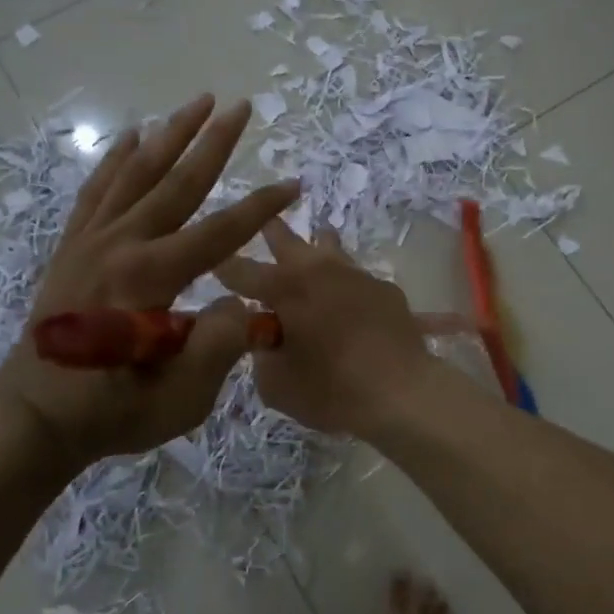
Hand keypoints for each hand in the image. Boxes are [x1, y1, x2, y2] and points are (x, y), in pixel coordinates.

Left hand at [0, 96, 299, 469]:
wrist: (33, 415)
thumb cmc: (112, 411)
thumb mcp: (180, 396)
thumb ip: (219, 345)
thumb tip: (240, 300)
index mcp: (150, 278)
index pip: (219, 232)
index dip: (260, 208)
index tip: (293, 185)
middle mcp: (121, 245)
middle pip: (177, 182)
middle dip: (214, 142)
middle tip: (242, 107)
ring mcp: (91, 240)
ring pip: (136, 173)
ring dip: (170, 134)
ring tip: (197, 101)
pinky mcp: (72, 246)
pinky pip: (97, 190)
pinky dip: (115, 159)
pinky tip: (131, 136)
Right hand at [214, 220, 439, 437]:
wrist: (402, 392)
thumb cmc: (331, 390)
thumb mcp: (276, 385)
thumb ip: (261, 355)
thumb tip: (265, 337)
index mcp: (285, 288)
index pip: (241, 271)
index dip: (223, 268)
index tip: (212, 263)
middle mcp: (318, 270)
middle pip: (287, 240)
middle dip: (270, 231)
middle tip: (263, 221)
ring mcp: (356, 275)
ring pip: (329, 247)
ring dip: (316, 245)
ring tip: (315, 239)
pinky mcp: (385, 289)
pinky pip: (357, 278)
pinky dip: (346, 284)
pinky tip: (349, 298)